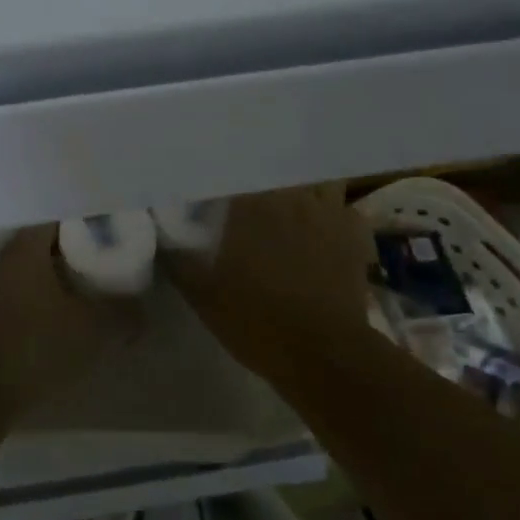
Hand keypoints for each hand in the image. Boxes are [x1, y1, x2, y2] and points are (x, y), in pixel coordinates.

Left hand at [0, 228, 140, 419]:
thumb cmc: (35, 346)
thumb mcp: (93, 330)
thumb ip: (122, 314)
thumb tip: (140, 309)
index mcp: (26, 248)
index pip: (58, 218)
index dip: (86, 223)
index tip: (110, 232)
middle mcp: (2, 260)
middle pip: (43, 245)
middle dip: (74, 253)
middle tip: (105, 264)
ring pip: (29, 274)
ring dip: (55, 281)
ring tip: (87, 295)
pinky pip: (17, 298)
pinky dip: (39, 304)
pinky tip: (58, 324)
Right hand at [162, 185, 375, 381]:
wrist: (325, 355)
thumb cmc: (258, 321)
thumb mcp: (204, 297)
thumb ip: (180, 261)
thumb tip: (164, 237)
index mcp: (251, 205)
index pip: (236, 168)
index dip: (224, 169)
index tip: (214, 176)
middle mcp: (291, 196)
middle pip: (280, 165)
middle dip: (265, 171)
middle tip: (252, 184)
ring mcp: (328, 212)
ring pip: (318, 178)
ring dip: (305, 184)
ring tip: (291, 197)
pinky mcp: (355, 235)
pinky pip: (345, 209)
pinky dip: (335, 213)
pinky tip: (325, 227)